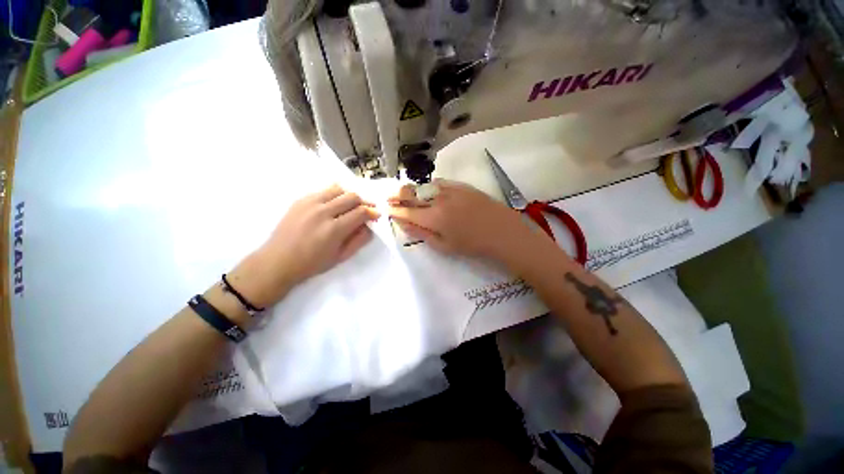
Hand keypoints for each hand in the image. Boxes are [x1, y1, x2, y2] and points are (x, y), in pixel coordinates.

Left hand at [229, 184, 379, 307]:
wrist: (277, 261)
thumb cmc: (312, 263)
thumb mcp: (341, 256)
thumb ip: (359, 240)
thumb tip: (370, 226)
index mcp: (334, 229)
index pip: (361, 212)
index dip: (372, 212)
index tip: (376, 215)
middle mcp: (323, 212)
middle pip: (352, 196)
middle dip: (364, 202)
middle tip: (366, 210)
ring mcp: (309, 203)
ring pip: (338, 189)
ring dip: (349, 196)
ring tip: (351, 205)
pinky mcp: (300, 200)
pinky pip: (323, 191)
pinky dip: (334, 195)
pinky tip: (334, 205)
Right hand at [388, 179, 541, 265]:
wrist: (501, 231)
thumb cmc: (472, 245)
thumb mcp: (444, 246)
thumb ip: (421, 234)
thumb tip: (403, 224)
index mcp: (433, 218)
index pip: (406, 211)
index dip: (394, 210)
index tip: (386, 209)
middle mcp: (438, 200)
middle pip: (411, 194)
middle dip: (397, 195)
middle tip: (389, 197)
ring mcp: (450, 189)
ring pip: (424, 186)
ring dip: (412, 190)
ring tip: (406, 194)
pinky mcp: (461, 185)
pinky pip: (439, 182)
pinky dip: (429, 187)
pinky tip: (429, 191)